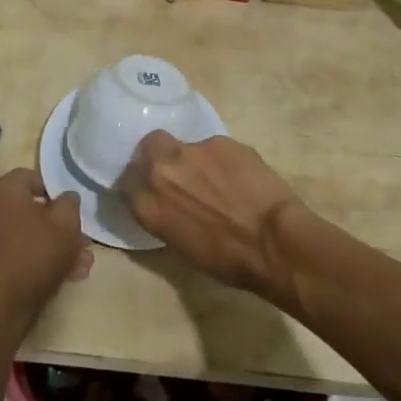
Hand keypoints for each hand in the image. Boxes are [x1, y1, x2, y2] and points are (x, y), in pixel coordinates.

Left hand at [0, 168, 92, 326]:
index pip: (30, 176)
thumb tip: (65, 197)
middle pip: (31, 208)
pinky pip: (19, 250)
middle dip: (60, 225)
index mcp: (4, 190)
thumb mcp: (67, 222)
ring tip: (81, 264)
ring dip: (55, 244)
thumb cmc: (38, 252)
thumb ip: (69, 202)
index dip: (54, 190)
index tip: (69, 209)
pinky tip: (66, 274)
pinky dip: (39, 257)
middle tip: (81, 240)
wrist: (7, 302)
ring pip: (28, 232)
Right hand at [119, 132, 309, 297]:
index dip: (141, 183)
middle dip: (158, 155)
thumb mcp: (181, 246)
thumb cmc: (227, 260)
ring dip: (195, 160)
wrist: (272, 241)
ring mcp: (192, 150)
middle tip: (178, 172)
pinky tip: (239, 176)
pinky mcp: (221, 140)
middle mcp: (161, 170)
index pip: (127, 181)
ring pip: (185, 145)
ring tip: (218, 179)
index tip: (153, 189)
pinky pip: (214, 147)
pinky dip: (222, 160)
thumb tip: (166, 204)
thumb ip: (163, 216)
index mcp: (146, 204)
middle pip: (148, 147)